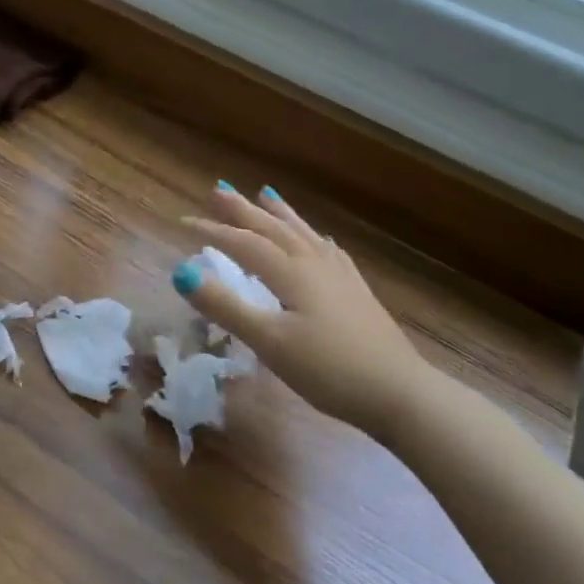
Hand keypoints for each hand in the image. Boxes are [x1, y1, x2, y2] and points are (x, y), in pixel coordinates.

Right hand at [174, 186, 439, 439]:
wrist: (400, 394)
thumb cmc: (329, 370)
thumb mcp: (269, 341)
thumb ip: (226, 306)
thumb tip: (182, 271)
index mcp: (292, 274)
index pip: (245, 244)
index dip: (213, 231)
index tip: (183, 220)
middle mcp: (315, 266)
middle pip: (274, 229)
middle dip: (244, 210)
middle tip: (220, 189)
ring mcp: (340, 278)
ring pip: (303, 235)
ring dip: (280, 214)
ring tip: (267, 194)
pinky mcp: (357, 294)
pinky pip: (329, 252)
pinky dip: (314, 239)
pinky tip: (319, 240)